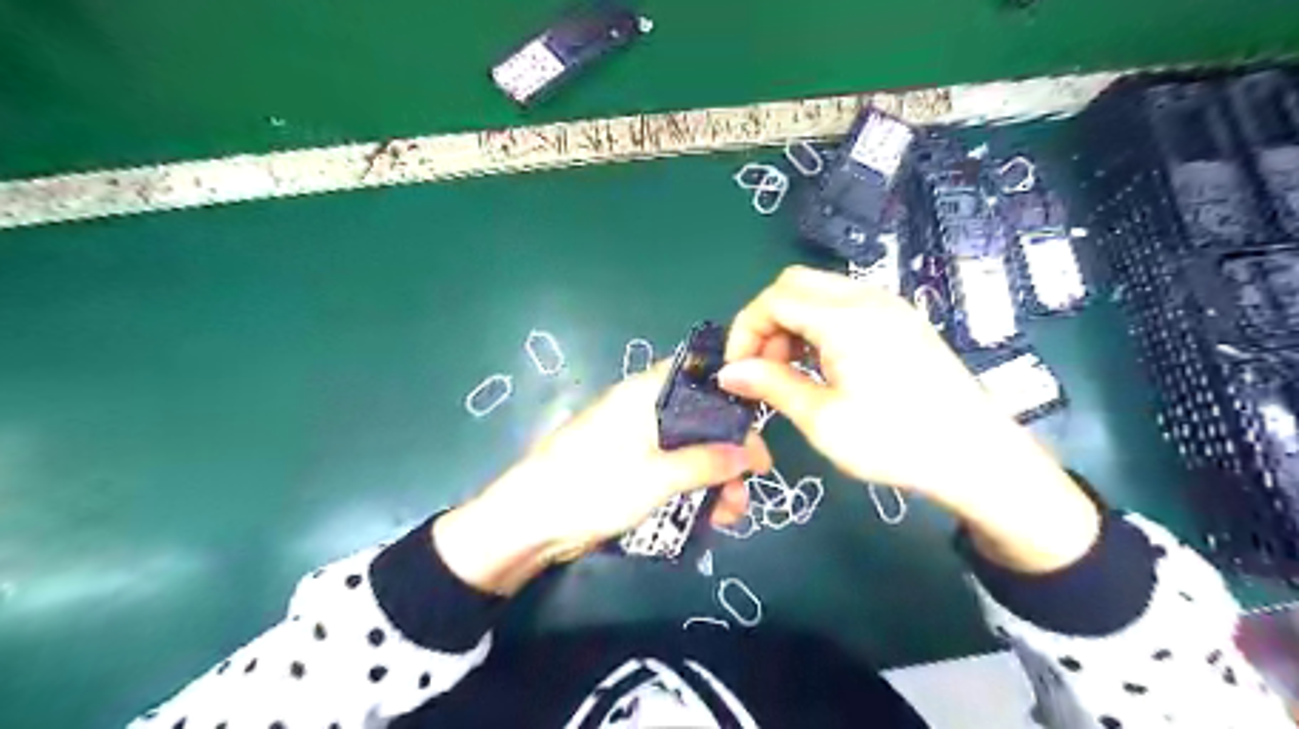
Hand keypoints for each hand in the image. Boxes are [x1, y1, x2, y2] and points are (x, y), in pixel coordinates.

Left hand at [435, 366, 762, 595]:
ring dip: (715, 474)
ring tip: (735, 510)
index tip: (757, 427)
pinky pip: (672, 468)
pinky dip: (694, 486)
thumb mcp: (657, 476)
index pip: (698, 376)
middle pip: (699, 417)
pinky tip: (713, 514)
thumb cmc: (593, 486)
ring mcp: (636, 439)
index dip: (731, 397)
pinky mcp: (630, 467)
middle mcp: (643, 409)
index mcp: (645, 393)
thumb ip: (707, 463)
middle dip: (729, 448)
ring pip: (689, 447)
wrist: (530, 522)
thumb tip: (750, 455)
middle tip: (754, 478)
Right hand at [715, 266, 1100, 572]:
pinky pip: (843, 305)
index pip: (773, 299)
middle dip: (767, 321)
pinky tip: (822, 366)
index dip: (744, 331)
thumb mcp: (823, 419)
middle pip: (794, 284)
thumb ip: (771, 386)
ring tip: (791, 372)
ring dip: (792, 323)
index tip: (738, 371)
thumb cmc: (896, 441)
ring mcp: (888, 305)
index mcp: (846, 318)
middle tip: (764, 369)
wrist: (977, 456)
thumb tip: (728, 373)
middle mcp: (867, 298)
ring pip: (818, 292)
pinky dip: (818, 326)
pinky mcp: (901, 320)